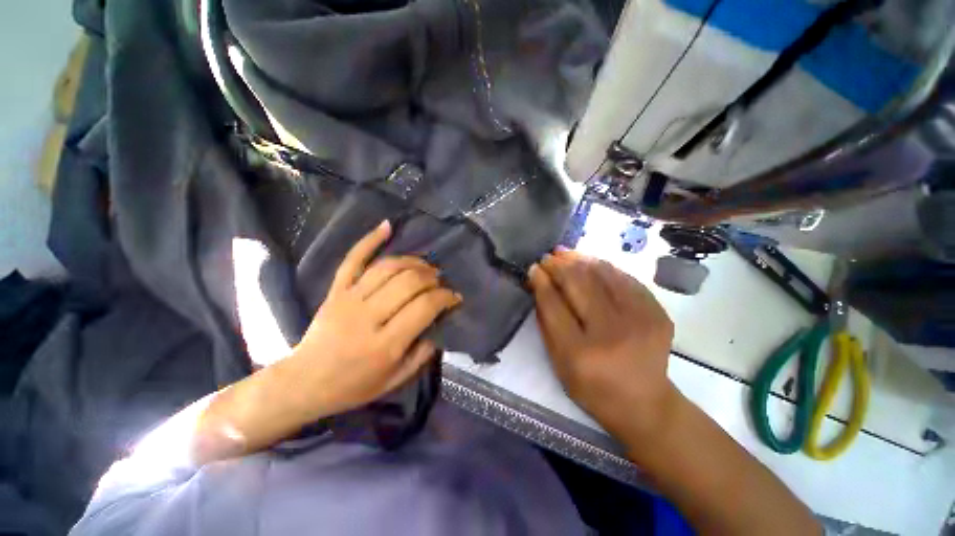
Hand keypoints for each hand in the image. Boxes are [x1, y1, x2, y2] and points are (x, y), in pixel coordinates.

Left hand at [283, 221, 461, 419]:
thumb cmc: (353, 386)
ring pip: (388, 268)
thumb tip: (439, 324)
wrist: (304, 382)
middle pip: (409, 282)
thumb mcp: (395, 380)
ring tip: (426, 267)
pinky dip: (370, 240)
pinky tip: (387, 226)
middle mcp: (368, 316)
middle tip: (440, 282)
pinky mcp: (336, 290)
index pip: (425, 307)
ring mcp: (349, 299)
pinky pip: (354, 259)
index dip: (445, 297)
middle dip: (432, 278)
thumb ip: (422, 354)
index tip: (455, 297)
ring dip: (414, 262)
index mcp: (385, 344)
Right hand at [528, 249, 675, 438]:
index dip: (541, 281)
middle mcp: (611, 333)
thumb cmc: (592, 388)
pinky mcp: (658, 313)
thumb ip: (546, 322)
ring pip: (603, 274)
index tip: (533, 268)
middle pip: (579, 283)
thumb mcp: (558, 363)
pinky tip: (589, 262)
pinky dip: (603, 267)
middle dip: (559, 265)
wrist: (645, 404)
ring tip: (564, 253)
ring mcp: (640, 320)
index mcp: (580, 353)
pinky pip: (625, 278)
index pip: (554, 304)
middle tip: (547, 257)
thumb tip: (539, 284)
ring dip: (580, 259)